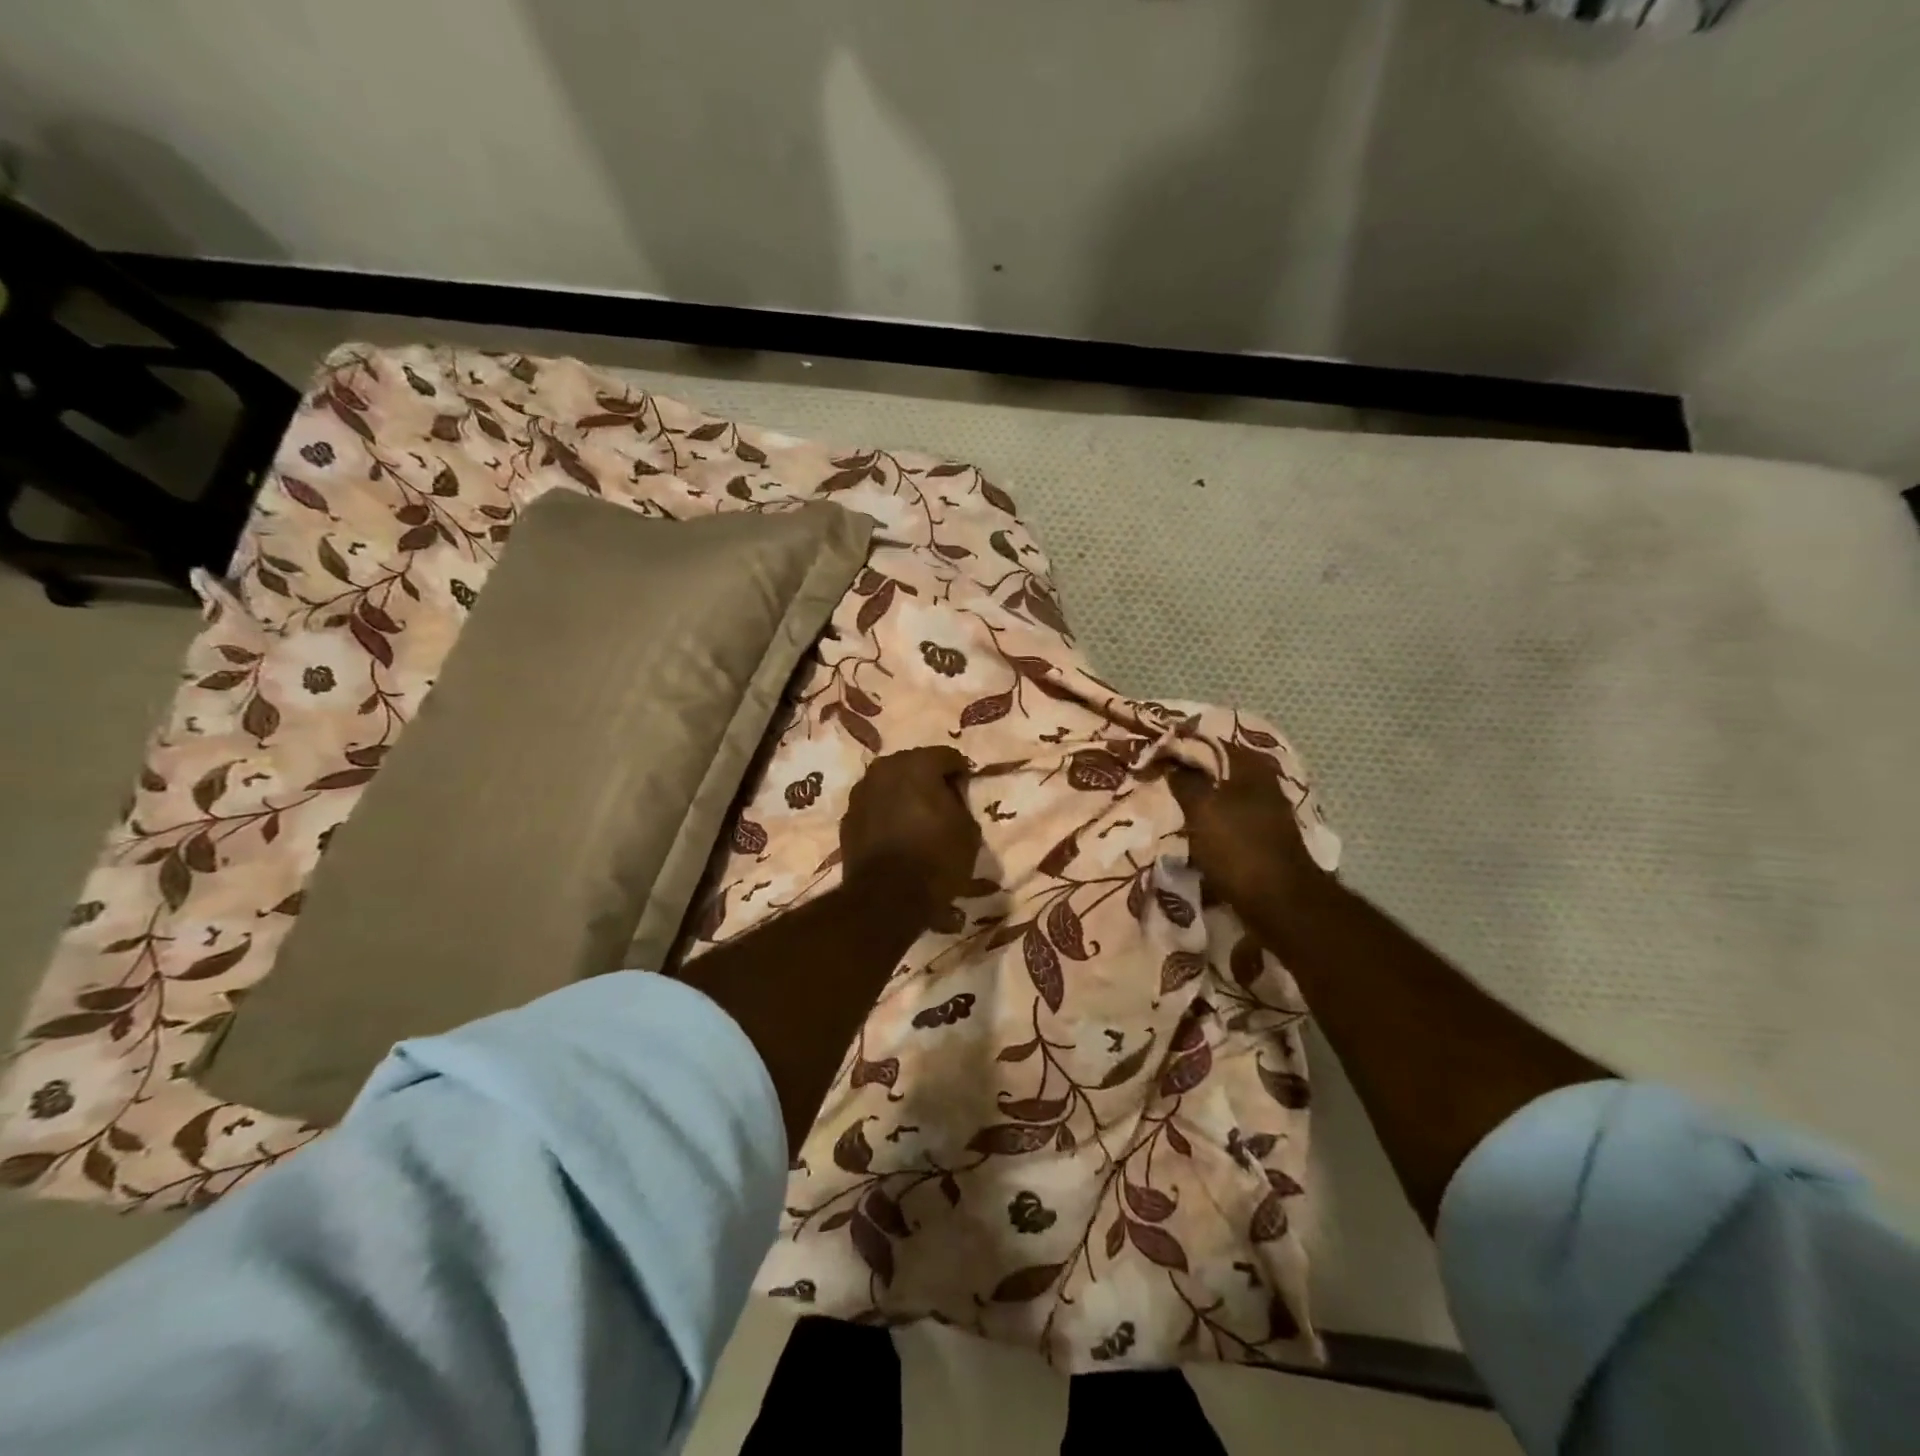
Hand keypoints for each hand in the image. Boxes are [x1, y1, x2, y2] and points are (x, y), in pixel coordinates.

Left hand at [841, 747, 981, 913]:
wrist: (887, 898)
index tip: (966, 795)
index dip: (960, 774)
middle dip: (929, 780)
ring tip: (917, 821)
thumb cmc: (937, 859)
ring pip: (890, 784)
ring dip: (904, 796)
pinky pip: (874, 807)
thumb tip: (950, 795)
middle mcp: (884, 768)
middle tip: (943, 806)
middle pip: (914, 765)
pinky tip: (896, 836)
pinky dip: (885, 814)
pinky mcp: (847, 818)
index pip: (948, 756)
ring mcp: (861, 792)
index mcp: (918, 763)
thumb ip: (961, 802)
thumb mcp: (968, 829)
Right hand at [1169, 745, 1329, 916]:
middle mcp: (1263, 787)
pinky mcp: (1262, 843)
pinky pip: (1227, 826)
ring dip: (1198, 805)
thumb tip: (1172, 763)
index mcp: (1252, 769)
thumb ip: (1185, 781)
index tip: (1156, 752)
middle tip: (1158, 779)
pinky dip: (1208, 829)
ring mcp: (1266, 816)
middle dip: (1190, 776)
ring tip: (1167, 808)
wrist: (1279, 903)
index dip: (1183, 745)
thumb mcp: (1202, 808)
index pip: (1213, 743)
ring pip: (1222, 801)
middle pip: (1219, 772)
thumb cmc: (1239, 847)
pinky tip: (1188, 836)